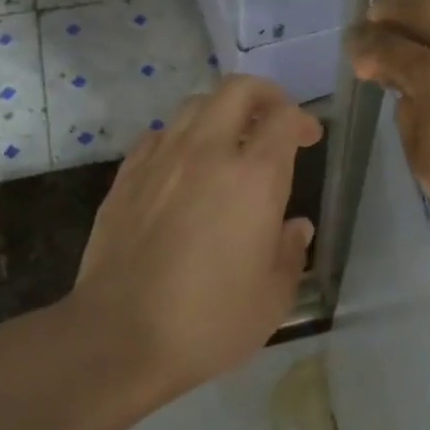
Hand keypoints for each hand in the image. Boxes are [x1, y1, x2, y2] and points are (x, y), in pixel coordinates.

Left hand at [65, 75, 321, 401]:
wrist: (119, 339)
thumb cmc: (210, 321)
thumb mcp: (274, 297)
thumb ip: (291, 252)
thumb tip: (295, 227)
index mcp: (255, 178)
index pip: (284, 119)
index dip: (303, 120)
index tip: (309, 138)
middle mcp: (208, 153)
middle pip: (237, 90)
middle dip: (264, 95)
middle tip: (275, 119)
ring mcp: (161, 161)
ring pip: (194, 106)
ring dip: (220, 113)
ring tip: (229, 141)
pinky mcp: (126, 178)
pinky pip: (158, 136)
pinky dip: (180, 138)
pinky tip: (183, 168)